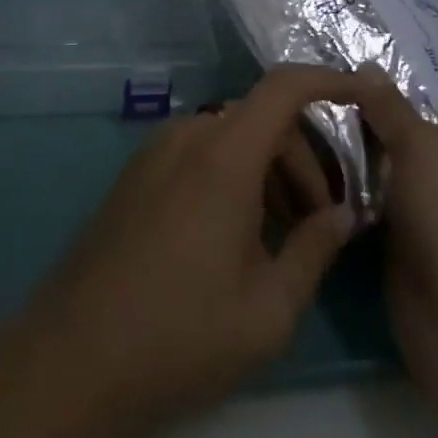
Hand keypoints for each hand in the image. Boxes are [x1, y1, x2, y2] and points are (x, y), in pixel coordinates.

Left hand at [16, 70, 360, 437]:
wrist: (73, 356)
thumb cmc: (181, 334)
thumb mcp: (267, 309)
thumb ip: (314, 250)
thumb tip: (343, 214)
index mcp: (223, 155)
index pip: (284, 88)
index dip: (328, 80)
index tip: (363, 95)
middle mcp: (188, 136)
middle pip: (262, 119)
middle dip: (303, 160)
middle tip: (322, 222)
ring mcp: (156, 152)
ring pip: (231, 137)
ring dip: (268, 170)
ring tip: (283, 236)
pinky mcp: (137, 173)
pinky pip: (199, 153)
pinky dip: (233, 175)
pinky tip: (237, 234)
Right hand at [350, 66, 437, 422]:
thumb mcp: (425, 149)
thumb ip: (392, 108)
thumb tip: (367, 69)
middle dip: (422, 100)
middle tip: (376, 63)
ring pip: (415, 163)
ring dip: (386, 138)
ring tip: (344, 99)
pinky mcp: (415, 242)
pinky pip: (389, 196)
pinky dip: (367, 176)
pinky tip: (332, 152)